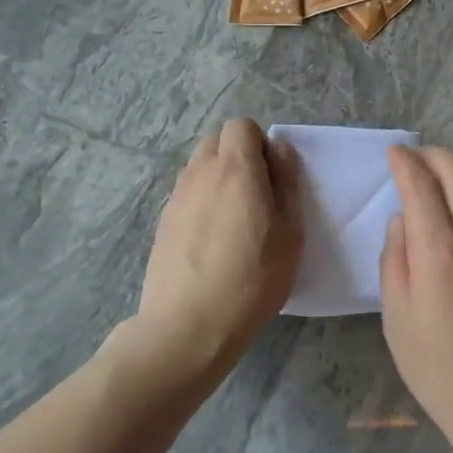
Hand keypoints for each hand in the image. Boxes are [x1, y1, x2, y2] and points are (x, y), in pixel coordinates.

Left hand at [130, 119, 301, 388]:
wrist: (187, 327)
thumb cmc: (252, 279)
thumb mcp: (290, 232)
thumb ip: (287, 182)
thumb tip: (279, 148)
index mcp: (236, 169)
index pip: (241, 125)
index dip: (260, 143)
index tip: (273, 177)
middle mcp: (200, 173)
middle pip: (217, 140)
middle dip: (238, 154)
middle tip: (257, 194)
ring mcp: (176, 197)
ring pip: (199, 166)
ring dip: (219, 177)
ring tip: (234, 219)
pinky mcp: (162, 222)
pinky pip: (187, 193)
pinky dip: (202, 201)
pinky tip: (212, 240)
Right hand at [379, 146, 452, 439]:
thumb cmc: (439, 366)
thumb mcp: (396, 318)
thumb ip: (394, 259)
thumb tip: (402, 219)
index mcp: (439, 251)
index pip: (420, 184)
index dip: (404, 162)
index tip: (394, 154)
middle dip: (433, 155)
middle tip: (417, 158)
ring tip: (447, 174)